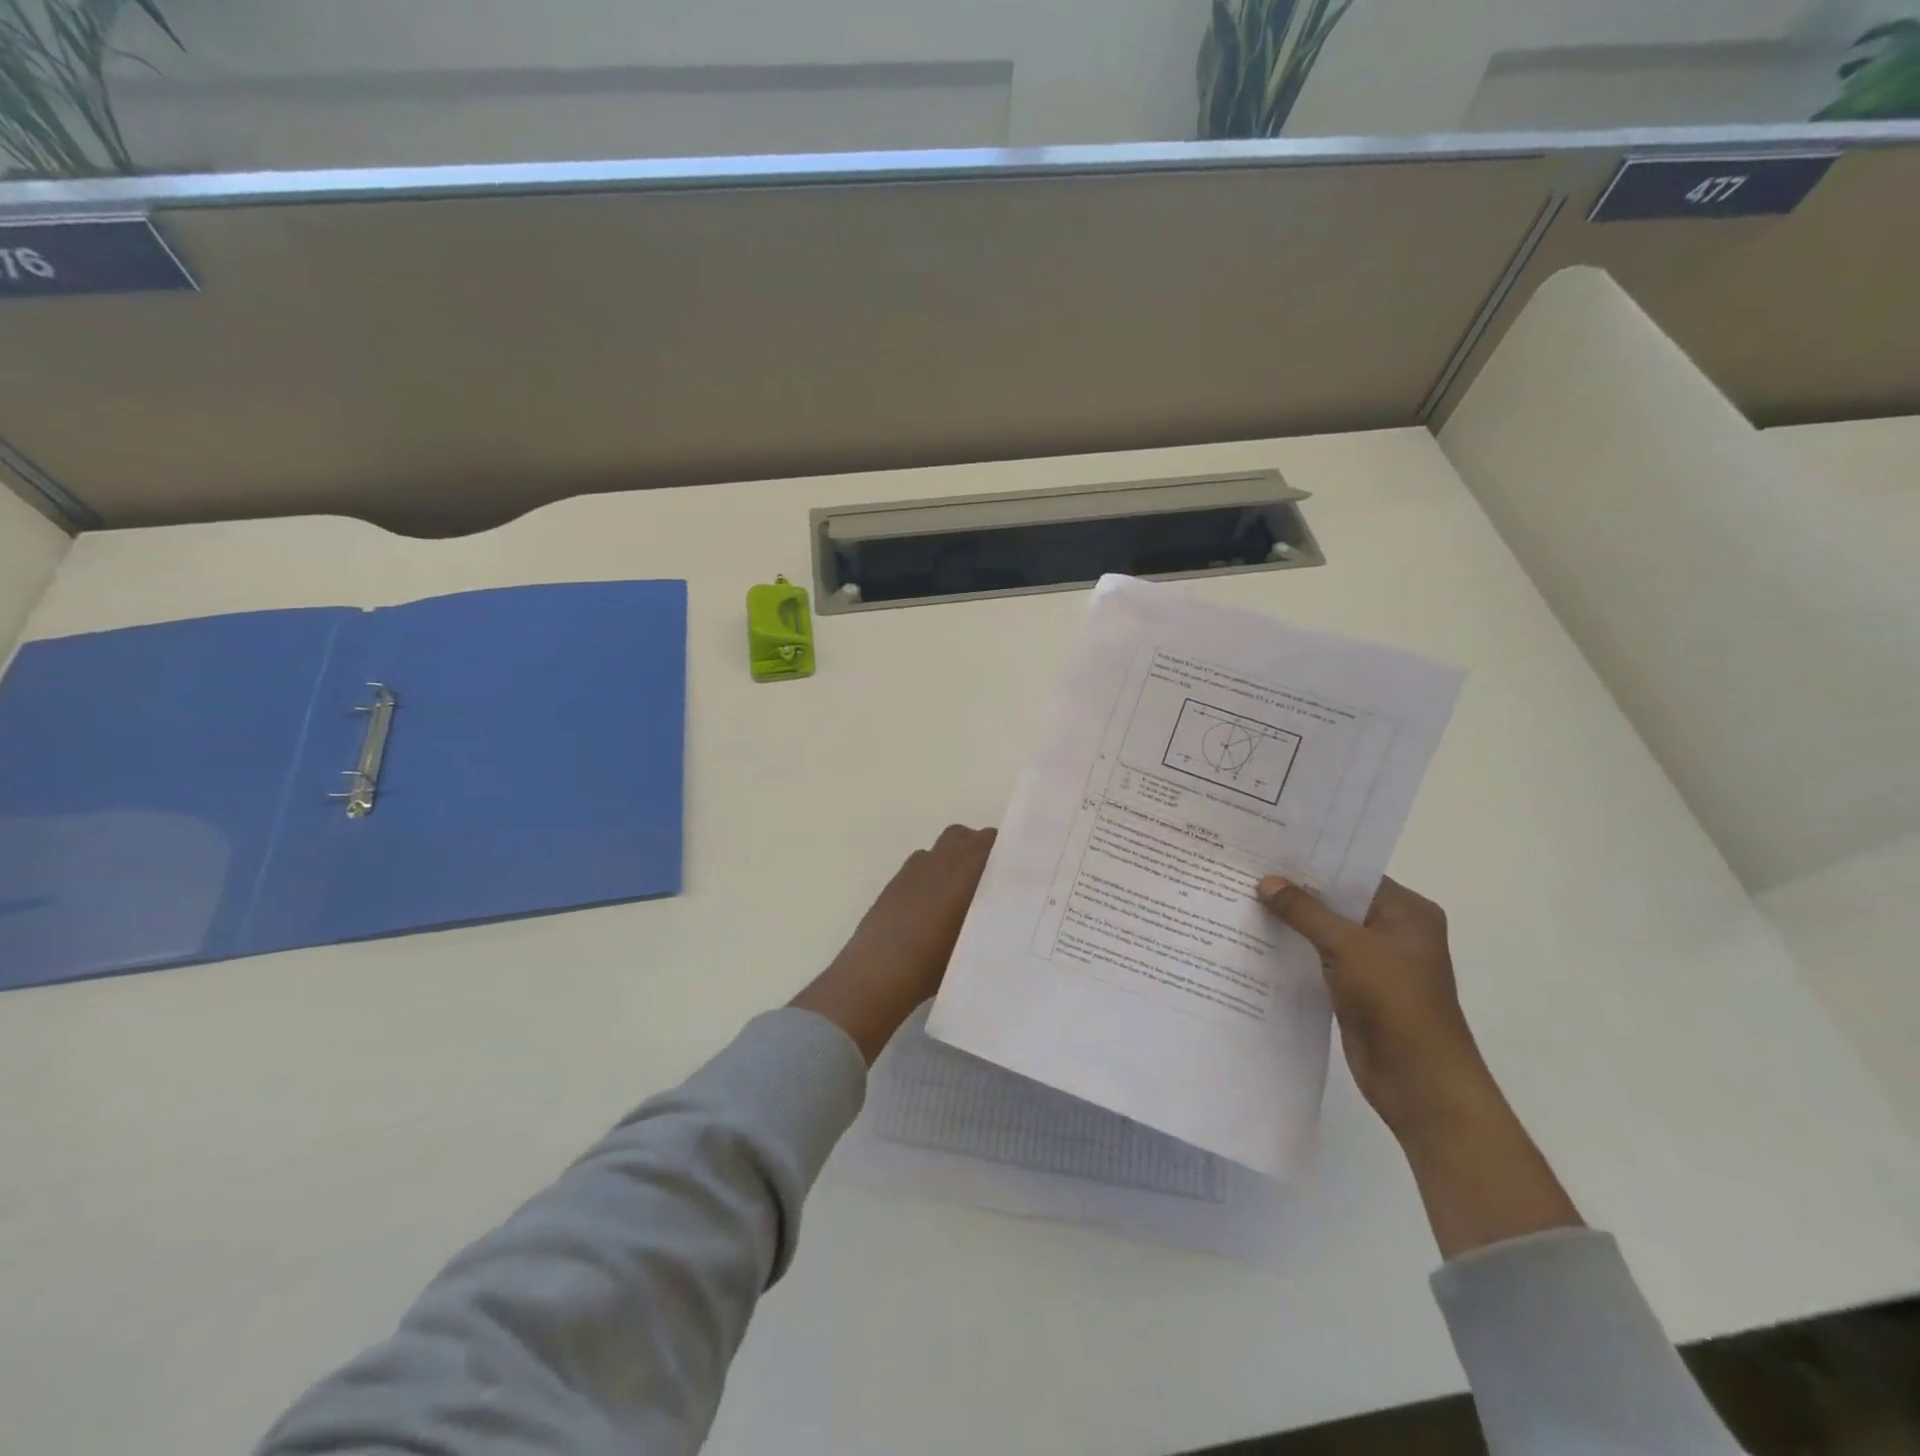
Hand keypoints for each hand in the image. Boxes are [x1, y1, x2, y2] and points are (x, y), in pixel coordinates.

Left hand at [791, 825, 996, 1063]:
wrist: (879, 971)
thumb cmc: (933, 961)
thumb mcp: (974, 942)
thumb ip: (991, 916)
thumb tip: (1005, 908)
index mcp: (965, 871)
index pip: (993, 843)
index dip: (1008, 850)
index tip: (1019, 868)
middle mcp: (941, 861)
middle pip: (967, 837)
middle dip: (982, 849)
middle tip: (994, 877)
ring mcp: (915, 868)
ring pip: (944, 847)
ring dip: (957, 857)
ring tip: (965, 889)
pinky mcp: (896, 880)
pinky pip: (923, 862)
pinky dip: (934, 871)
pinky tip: (935, 902)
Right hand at [1257, 875, 1581, 1256]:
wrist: (1419, 1080)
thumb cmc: (1395, 1001)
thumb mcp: (1347, 946)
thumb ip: (1305, 911)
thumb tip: (1266, 882)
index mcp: (1407, 912)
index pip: (1354, 873)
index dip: (1314, 861)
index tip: (1270, 847)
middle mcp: (1393, 931)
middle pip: (1338, 901)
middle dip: (1297, 889)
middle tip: (1247, 867)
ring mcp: (1375, 961)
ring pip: (1326, 930)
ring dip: (1292, 920)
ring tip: (1243, 896)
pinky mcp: (1355, 987)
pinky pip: (1320, 957)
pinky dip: (1295, 948)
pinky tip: (1258, 937)